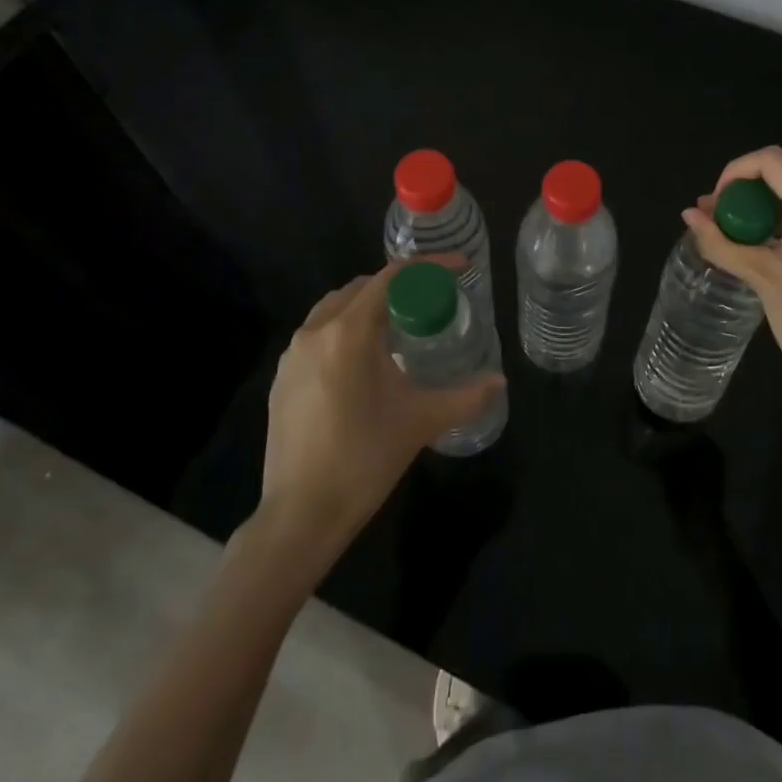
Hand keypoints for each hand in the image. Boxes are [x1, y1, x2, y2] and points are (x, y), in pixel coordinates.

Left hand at [258, 260, 503, 552]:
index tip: (458, 266)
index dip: (429, 266)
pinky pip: (318, 334)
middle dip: (400, 285)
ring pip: (336, 308)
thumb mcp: (421, 422)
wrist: (301, 514)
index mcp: (350, 332)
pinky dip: (345, 329)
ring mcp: (292, 354)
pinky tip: (363, 362)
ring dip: (369, 305)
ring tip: (399, 326)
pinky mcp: (281, 377)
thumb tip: (500, 381)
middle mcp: (316, 331)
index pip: (393, 277)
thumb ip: (466, 397)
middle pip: (363, 287)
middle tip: (431, 300)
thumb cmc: (365, 459)